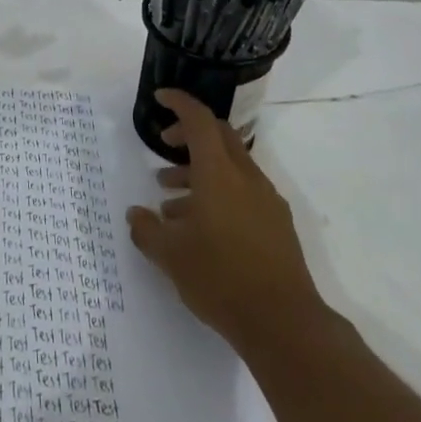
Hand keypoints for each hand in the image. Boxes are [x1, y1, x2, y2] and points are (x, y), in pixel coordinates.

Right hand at [126, 89, 324, 359]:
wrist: (284, 323)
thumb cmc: (220, 278)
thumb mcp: (170, 255)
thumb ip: (147, 230)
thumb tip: (136, 215)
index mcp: (219, 173)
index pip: (200, 120)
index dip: (179, 103)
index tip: (160, 97)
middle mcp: (246, 178)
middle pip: (219, 137)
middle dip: (189, 134)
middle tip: (164, 145)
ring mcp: (266, 200)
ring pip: (230, 167)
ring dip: (199, 171)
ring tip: (171, 202)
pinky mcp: (277, 224)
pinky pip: (243, 192)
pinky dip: (218, 194)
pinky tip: (200, 228)